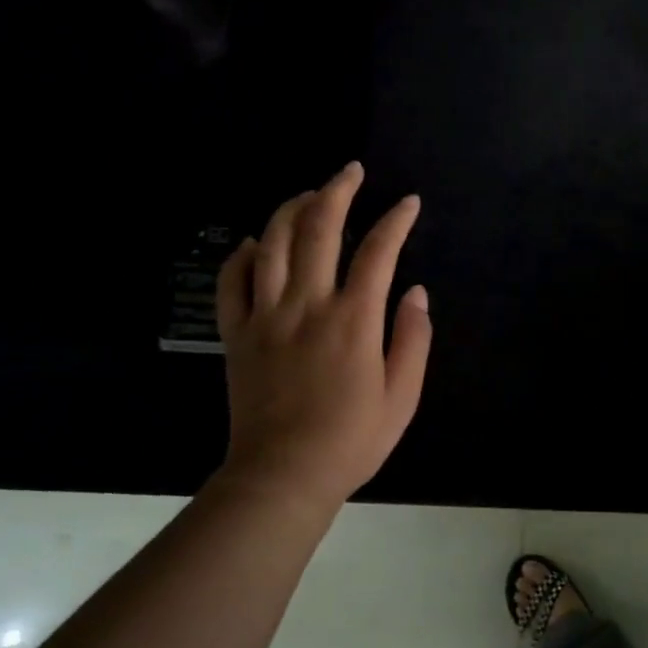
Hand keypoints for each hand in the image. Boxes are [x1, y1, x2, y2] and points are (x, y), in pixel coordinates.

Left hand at [214, 163, 431, 513]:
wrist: (282, 476)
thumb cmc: (350, 441)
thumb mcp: (401, 398)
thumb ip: (413, 340)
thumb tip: (416, 293)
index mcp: (353, 320)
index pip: (378, 251)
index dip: (396, 220)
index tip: (409, 203)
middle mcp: (307, 305)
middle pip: (318, 229)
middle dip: (337, 190)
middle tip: (351, 171)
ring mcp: (265, 316)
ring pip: (272, 243)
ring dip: (291, 209)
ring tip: (309, 194)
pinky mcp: (236, 334)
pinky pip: (231, 282)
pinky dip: (242, 255)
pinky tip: (256, 243)